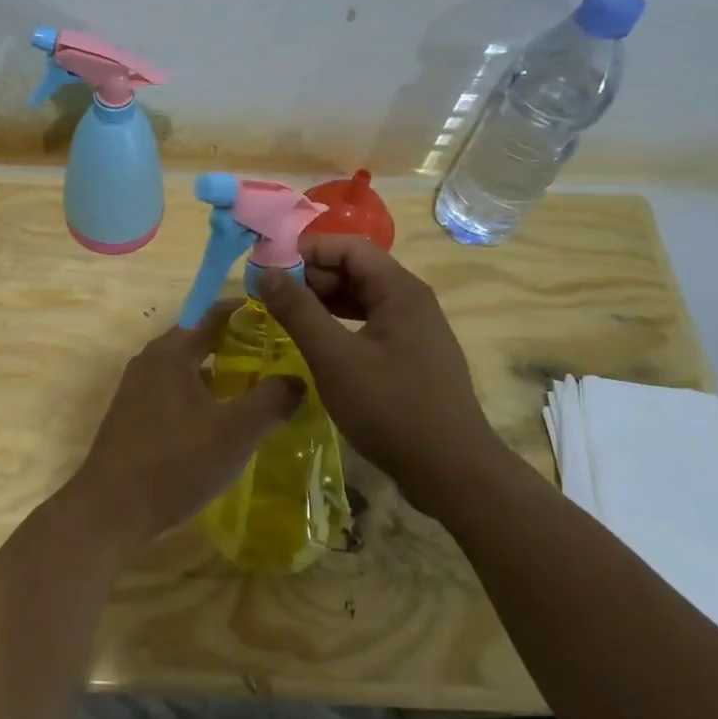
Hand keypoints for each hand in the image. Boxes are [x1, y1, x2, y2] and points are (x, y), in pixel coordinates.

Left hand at [62, 304, 304, 555]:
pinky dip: (203, 393)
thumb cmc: (175, 463)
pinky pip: (176, 390)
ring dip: (221, 371)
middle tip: (280, 354)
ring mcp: (138, 389)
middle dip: (239, 343)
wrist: (111, 510)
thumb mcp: (235, 431)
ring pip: (188, 367)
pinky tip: (225, 418)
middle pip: (200, 339)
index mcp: (170, 352)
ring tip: (260, 385)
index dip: (249, 312)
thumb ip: (271, 400)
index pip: (214, 314)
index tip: (283, 317)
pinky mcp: (134, 416)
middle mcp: (150, 361)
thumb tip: (298, 380)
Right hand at [256, 234, 506, 502]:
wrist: (451, 471)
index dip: (306, 251)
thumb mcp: (334, 358)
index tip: (268, 269)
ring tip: (285, 319)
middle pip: (355, 270)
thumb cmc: (391, 408)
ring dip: (322, 303)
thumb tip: (266, 273)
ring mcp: (414, 330)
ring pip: (360, 299)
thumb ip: (298, 311)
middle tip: (271, 299)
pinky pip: (368, 325)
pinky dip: (338, 326)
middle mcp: (411, 301)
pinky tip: (316, 344)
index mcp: (399, 290)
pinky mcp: (411, 356)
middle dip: (311, 277)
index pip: (348, 247)